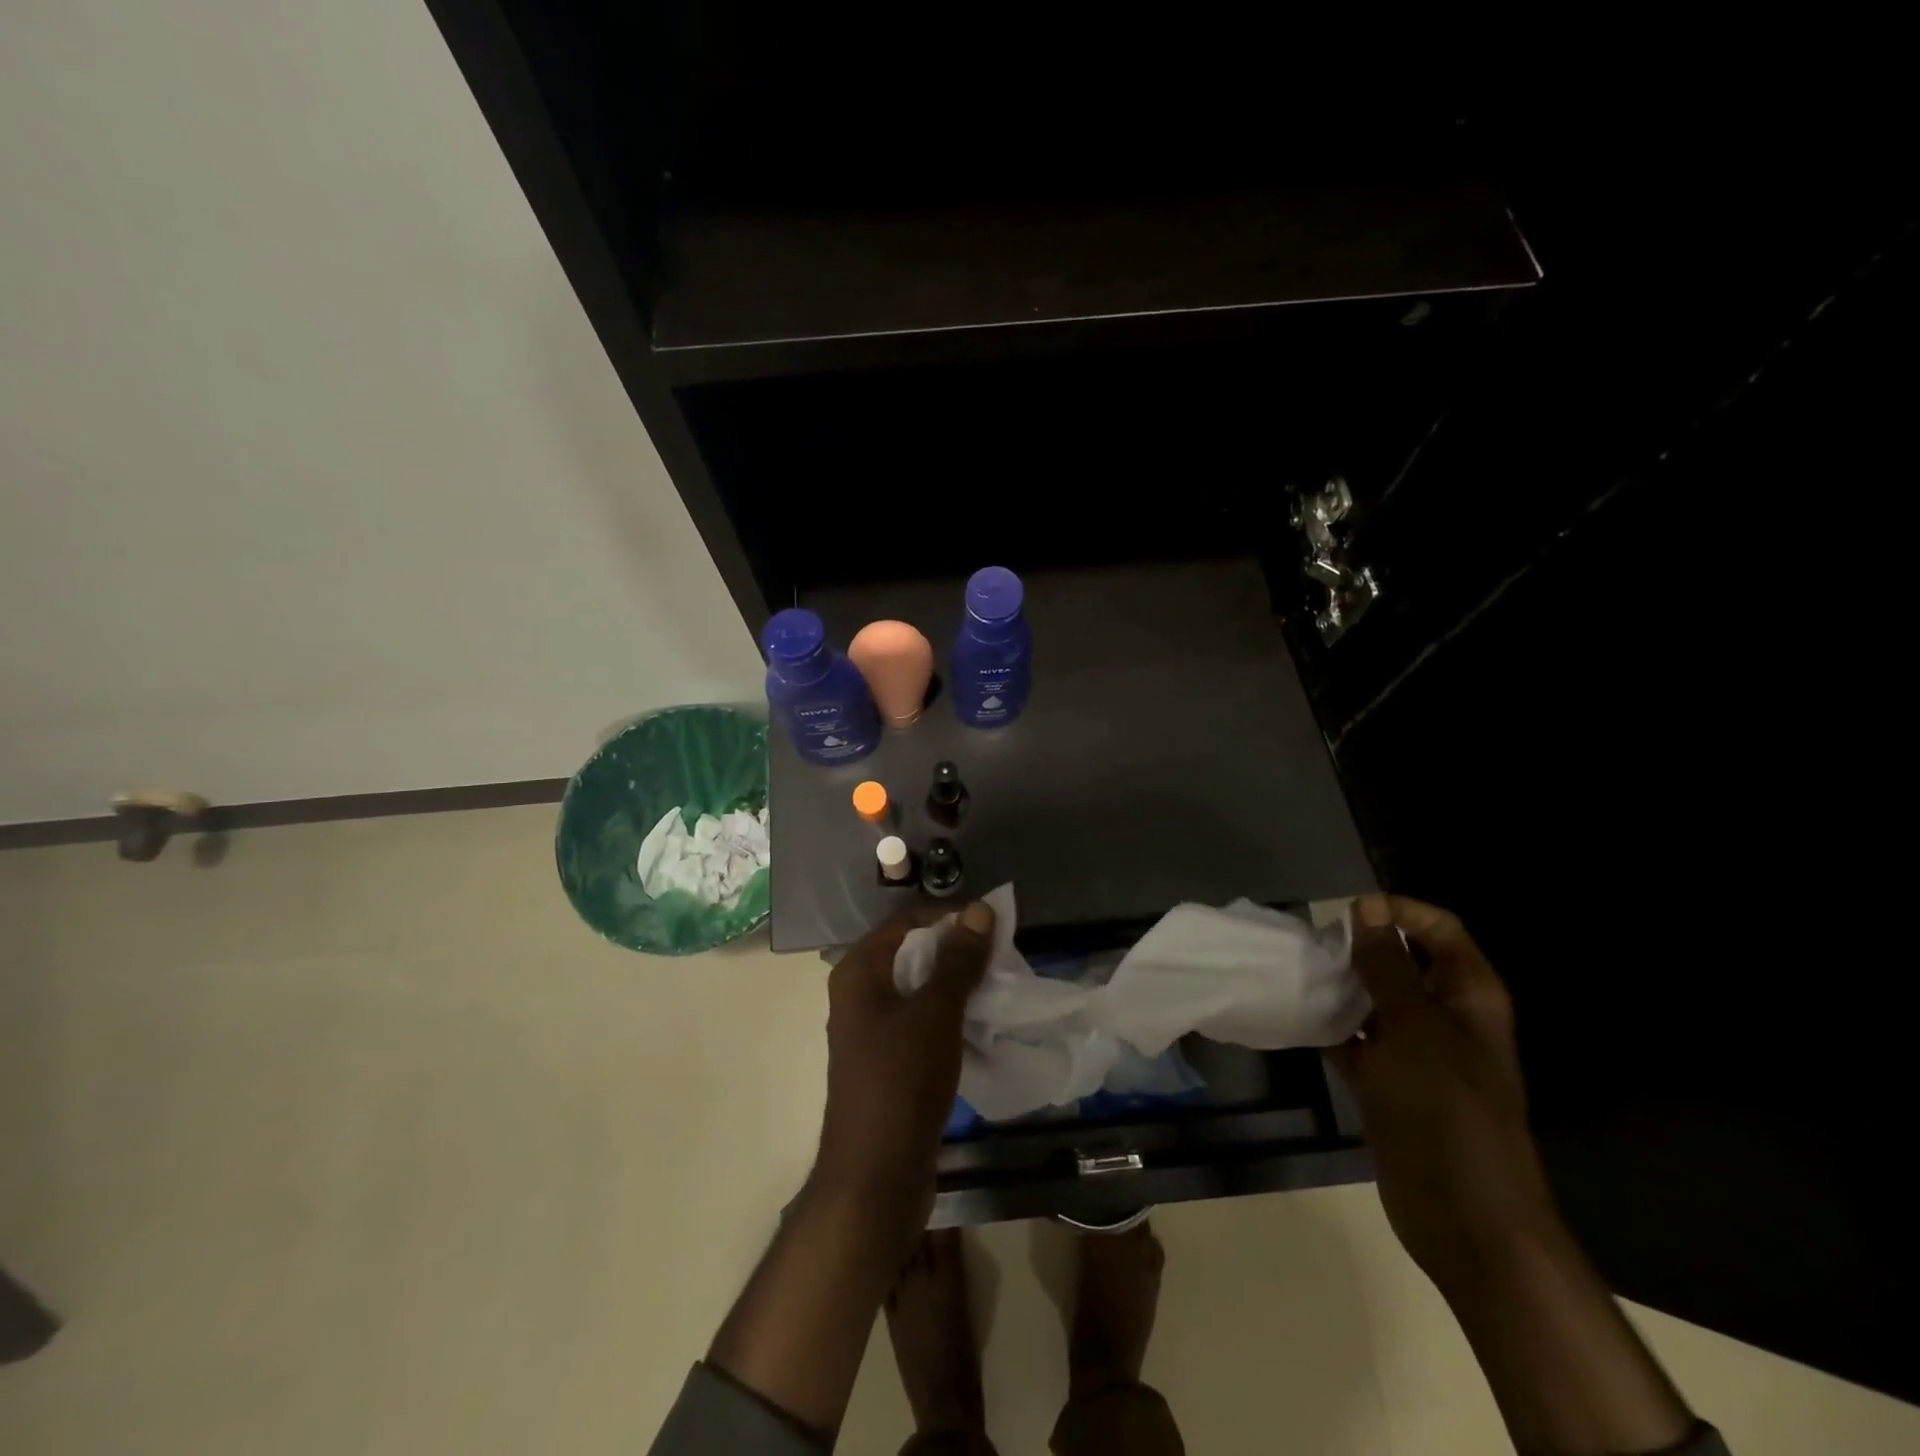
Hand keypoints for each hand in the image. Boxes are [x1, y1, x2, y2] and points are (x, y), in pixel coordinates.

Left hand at [811, 900, 995, 1229]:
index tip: (992, 924)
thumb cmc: (901, 1081)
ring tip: (997, 984)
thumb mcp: (936, 1012)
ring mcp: (870, 1030)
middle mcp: (858, 994)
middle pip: (911, 953)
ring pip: (918, 989)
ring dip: (955, 983)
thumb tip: (980, 909)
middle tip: (1000, 954)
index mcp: (858, 972)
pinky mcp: (886, 1061)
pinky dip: (948, 1014)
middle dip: (955, 950)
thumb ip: (958, 960)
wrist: (875, 1177)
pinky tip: (979, 1022)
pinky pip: (920, 1021)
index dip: (949, 916)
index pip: (907, 921)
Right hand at [1330, 894, 1561, 1289]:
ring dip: (1338, 987)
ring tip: (1297, 975)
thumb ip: (1386, 966)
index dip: (1398, 911)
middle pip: (1402, 961)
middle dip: (1358, 949)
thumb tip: (1366, 907)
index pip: (1439, 928)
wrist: (1463, 1216)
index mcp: (1468, 995)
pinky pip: (1354, 1040)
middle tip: (1312, 947)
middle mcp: (1444, 1016)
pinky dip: (1328, 1028)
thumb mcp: (1414, 1027)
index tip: (1347, 914)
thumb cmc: (1446, 1109)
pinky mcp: (1388, 1082)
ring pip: (1373, 1001)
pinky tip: (1295, 1017)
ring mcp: (1416, 1052)